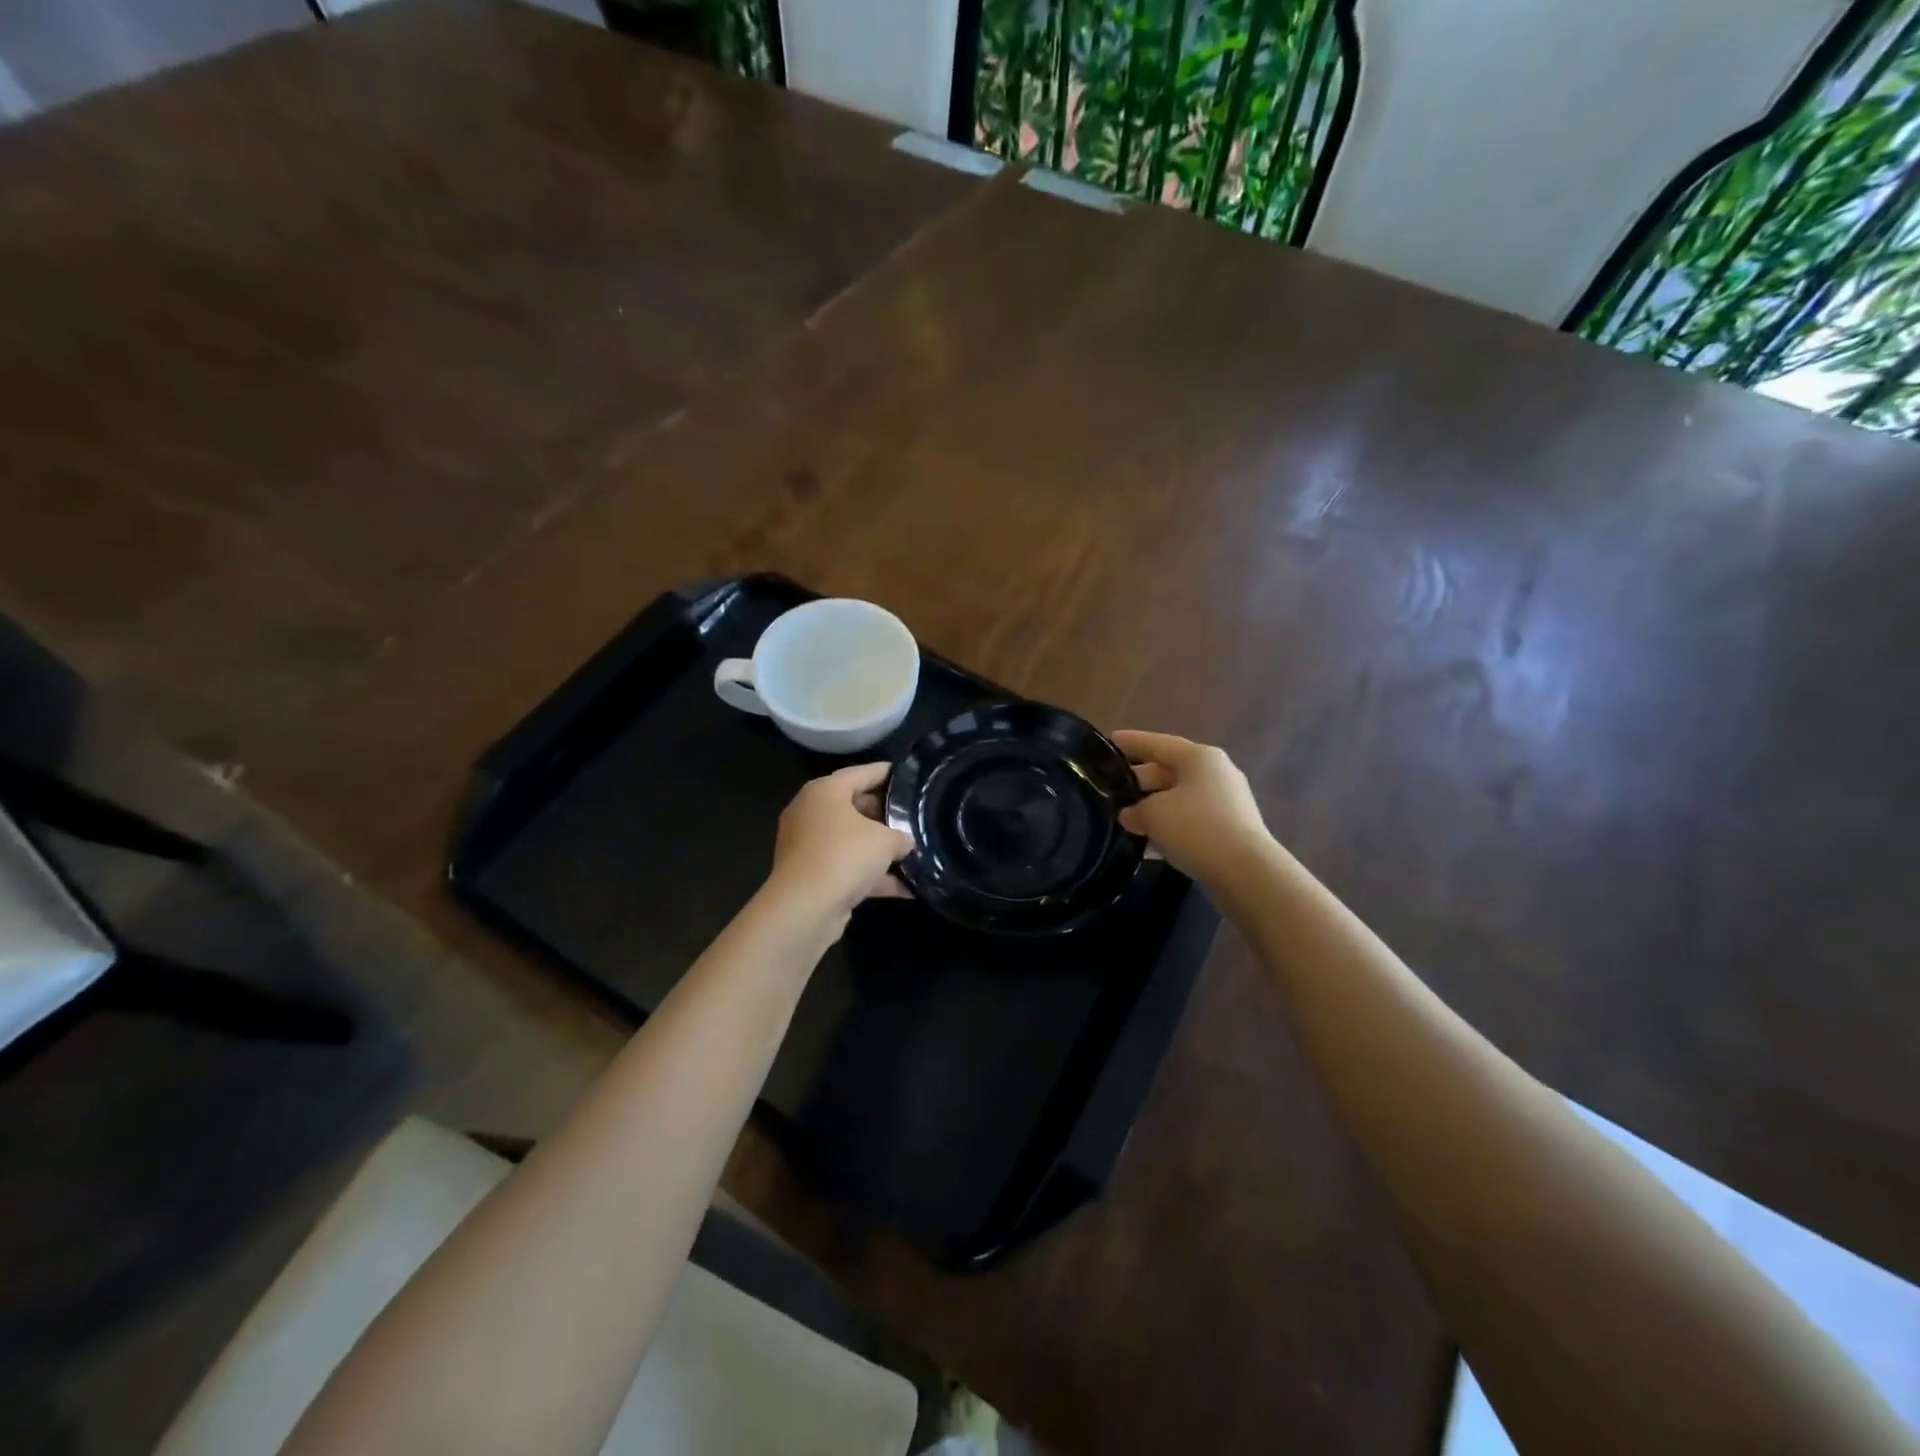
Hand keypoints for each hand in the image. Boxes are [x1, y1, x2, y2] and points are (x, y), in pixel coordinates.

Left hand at [762, 762, 913, 936]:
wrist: (805, 907)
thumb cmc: (845, 855)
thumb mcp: (885, 840)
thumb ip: (901, 836)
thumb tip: (906, 843)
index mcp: (825, 792)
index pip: (861, 773)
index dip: (887, 773)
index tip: (910, 776)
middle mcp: (812, 813)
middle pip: (855, 806)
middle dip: (886, 813)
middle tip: (915, 816)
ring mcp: (809, 845)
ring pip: (851, 839)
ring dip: (880, 848)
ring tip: (914, 850)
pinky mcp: (812, 875)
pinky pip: (848, 867)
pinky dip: (872, 876)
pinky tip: (907, 888)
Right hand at [1112, 730, 1272, 891]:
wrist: (1247, 872)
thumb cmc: (1196, 828)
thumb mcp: (1153, 814)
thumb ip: (1135, 810)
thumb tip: (1130, 815)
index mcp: (1198, 757)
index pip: (1157, 743)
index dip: (1131, 742)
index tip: (1109, 742)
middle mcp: (1216, 773)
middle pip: (1169, 770)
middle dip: (1140, 780)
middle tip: (1111, 788)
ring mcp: (1227, 802)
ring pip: (1179, 798)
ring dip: (1153, 807)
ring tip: (1125, 819)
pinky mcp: (1230, 829)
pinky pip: (1191, 820)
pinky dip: (1170, 827)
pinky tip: (1148, 843)